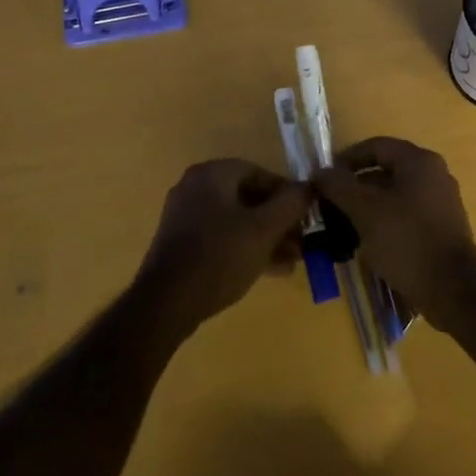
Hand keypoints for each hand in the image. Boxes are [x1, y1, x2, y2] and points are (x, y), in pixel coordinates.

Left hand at [134, 159, 309, 335]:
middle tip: (302, 240)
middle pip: (248, 197)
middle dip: (278, 220)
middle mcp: (195, 188)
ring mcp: (185, 216)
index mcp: (211, 175)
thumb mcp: (263, 229)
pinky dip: (245, 247)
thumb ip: (291, 204)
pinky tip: (270, 270)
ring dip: (266, 237)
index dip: (287, 192)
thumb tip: (308, 187)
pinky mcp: (181, 243)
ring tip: (293, 259)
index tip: (306, 214)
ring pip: (236, 220)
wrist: (166, 303)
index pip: (259, 172)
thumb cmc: (219, 257)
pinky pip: (221, 237)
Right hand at [313, 137, 475, 331]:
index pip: (375, 146)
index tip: (323, 179)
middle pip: (385, 170)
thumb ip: (339, 186)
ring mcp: (441, 201)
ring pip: (395, 194)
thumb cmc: (406, 240)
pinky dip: (384, 220)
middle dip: (354, 186)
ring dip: (367, 205)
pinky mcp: (442, 226)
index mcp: (419, 161)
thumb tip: (320, 172)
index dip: (346, 159)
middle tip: (330, 204)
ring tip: (342, 224)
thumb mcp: (365, 210)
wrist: (453, 289)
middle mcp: (434, 174)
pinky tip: (367, 240)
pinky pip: (406, 213)